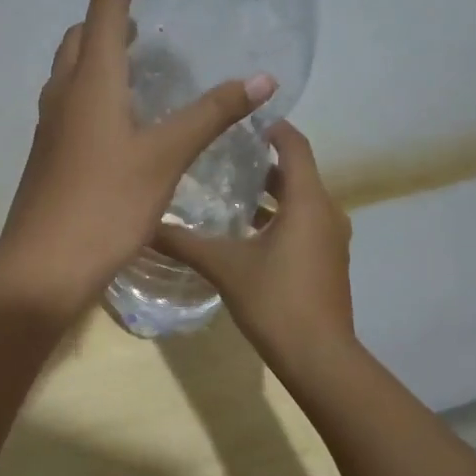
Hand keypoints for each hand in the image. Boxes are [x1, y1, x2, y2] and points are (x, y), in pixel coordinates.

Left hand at [0, 0, 275, 319]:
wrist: (44, 266)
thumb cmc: (105, 205)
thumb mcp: (165, 157)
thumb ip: (211, 115)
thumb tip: (261, 79)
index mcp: (90, 82)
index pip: (104, 6)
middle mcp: (63, 94)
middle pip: (81, 35)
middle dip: (110, 12)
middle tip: (147, 11)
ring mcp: (51, 126)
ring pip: (72, 69)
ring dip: (100, 51)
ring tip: (139, 57)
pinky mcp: (50, 154)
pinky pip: (72, 101)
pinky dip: (96, 87)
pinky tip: (124, 116)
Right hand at [154, 120, 354, 367]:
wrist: (319, 356)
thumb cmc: (275, 300)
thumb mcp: (224, 266)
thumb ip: (185, 242)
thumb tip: (144, 225)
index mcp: (307, 201)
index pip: (295, 146)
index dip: (272, 128)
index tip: (241, 119)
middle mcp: (326, 212)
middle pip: (296, 173)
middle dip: (262, 162)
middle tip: (222, 153)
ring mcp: (331, 239)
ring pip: (300, 202)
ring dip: (269, 194)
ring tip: (227, 190)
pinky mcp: (327, 261)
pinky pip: (304, 224)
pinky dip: (279, 218)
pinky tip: (245, 233)